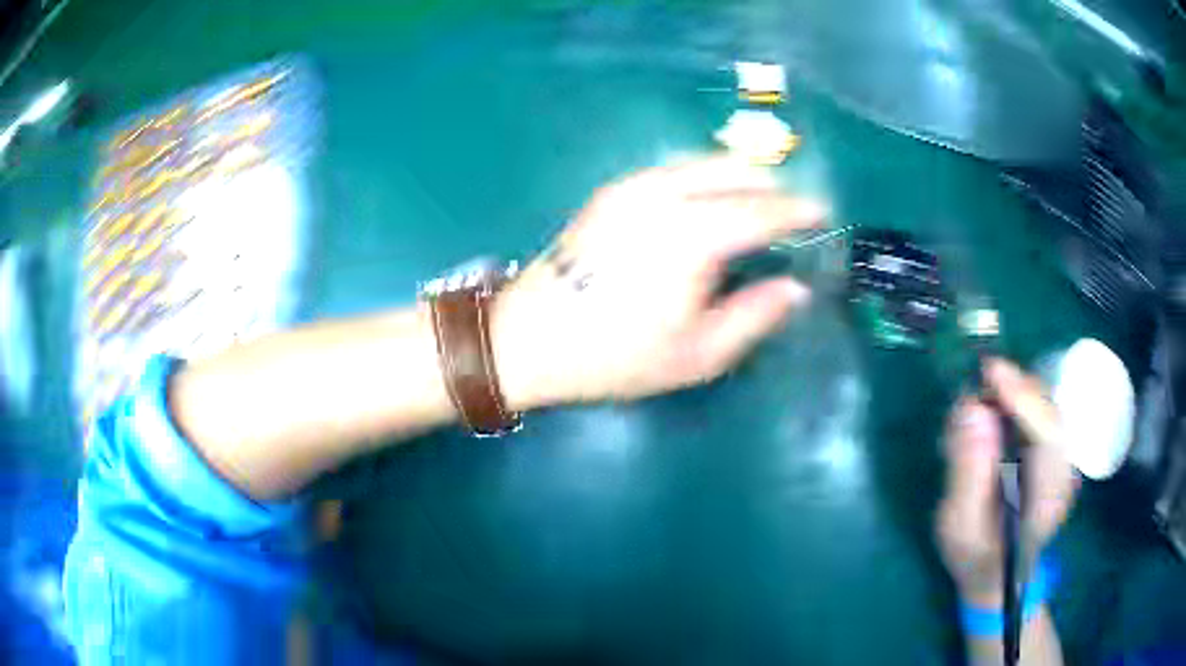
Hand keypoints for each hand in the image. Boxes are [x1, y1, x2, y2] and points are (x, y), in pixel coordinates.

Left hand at [493, 156, 824, 407]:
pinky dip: (705, 176)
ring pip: (702, 162)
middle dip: (770, 184)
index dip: (797, 210)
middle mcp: (664, 195)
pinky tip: (711, 199)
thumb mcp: (698, 355)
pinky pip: (673, 169)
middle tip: (794, 208)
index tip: (822, 212)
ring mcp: (632, 187)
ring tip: (759, 202)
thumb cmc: (616, 356)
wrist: (528, 339)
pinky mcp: (612, 191)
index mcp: (692, 235)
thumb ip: (755, 316)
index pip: (761, 211)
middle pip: (733, 170)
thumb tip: (795, 288)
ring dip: (738, 175)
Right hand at [936, 359, 1079, 606]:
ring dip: (1012, 396)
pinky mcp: (1053, 453)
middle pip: (1050, 413)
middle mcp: (1064, 473)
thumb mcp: (960, 528)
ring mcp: (1062, 461)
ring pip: (1045, 408)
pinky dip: (1014, 405)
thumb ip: (967, 474)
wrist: (998, 578)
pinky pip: (1038, 414)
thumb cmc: (976, 560)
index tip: (992, 374)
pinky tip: (991, 415)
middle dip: (1017, 390)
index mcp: (1047, 502)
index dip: (1025, 401)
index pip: (1049, 437)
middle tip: (979, 381)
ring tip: (978, 405)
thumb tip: (971, 410)